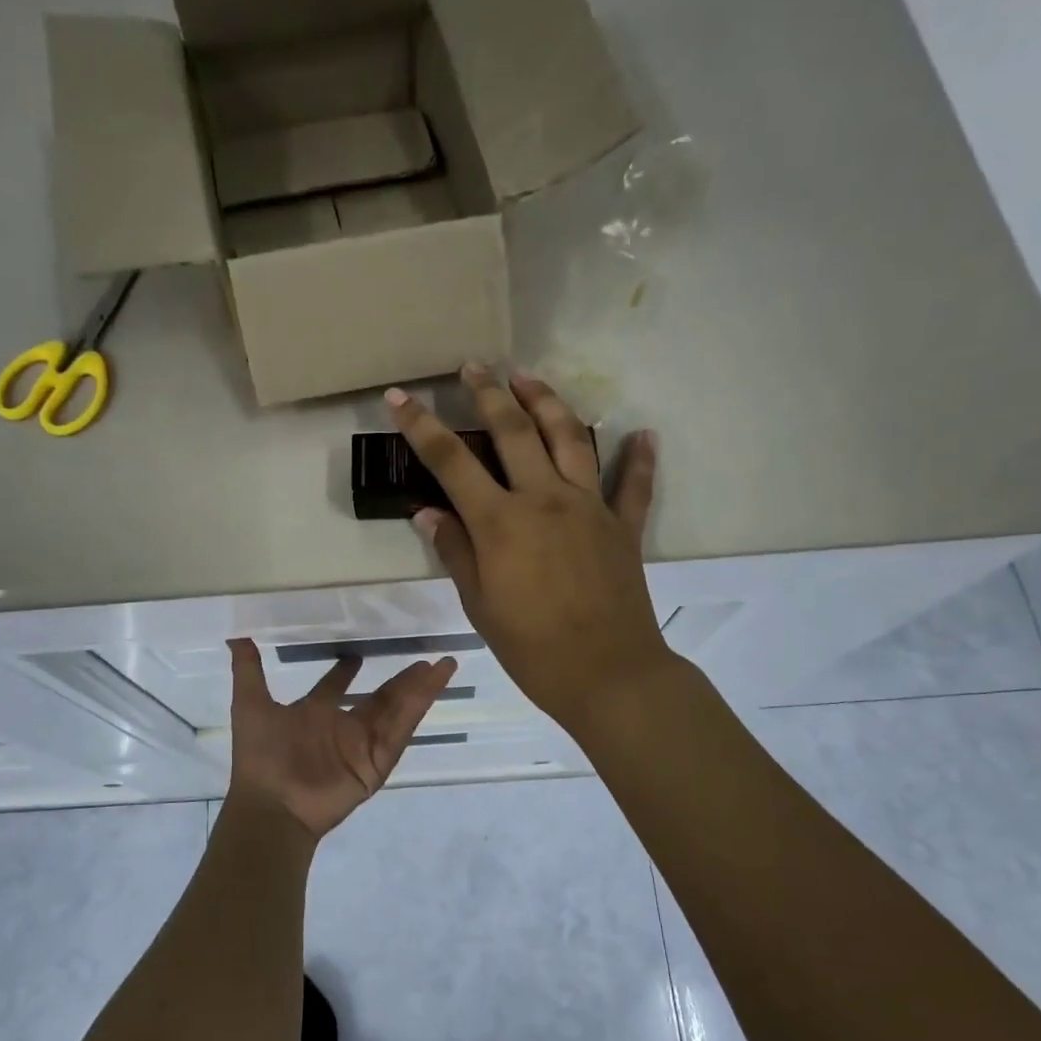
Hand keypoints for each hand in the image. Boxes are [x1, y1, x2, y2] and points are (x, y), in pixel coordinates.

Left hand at [225, 638, 456, 840]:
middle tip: (423, 657)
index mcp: (314, 713)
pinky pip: (400, 732)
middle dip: (401, 679)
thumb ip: (248, 670)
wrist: (272, 803)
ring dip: (420, 689)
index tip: (356, 654)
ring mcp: (362, 746)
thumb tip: (235, 634)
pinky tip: (432, 687)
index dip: (345, 671)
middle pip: (379, 698)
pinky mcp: (376, 763)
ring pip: (397, 711)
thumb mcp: (250, 705)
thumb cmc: (261, 755)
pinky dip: (417, 709)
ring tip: (442, 665)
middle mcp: (342, 728)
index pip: (335, 688)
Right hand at [385, 364, 672, 727]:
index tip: (398, 396)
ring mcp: (590, 507)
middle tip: (473, 365)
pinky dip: (638, 458)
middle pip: (513, 431)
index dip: (420, 425)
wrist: (608, 675)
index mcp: (501, 521)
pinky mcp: (623, 526)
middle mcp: (545, 499)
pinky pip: (634, 484)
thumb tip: (427, 513)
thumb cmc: (532, 648)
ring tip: (528, 377)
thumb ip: (455, 551)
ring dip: (547, 401)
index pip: (451, 461)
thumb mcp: (479, 605)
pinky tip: (642, 433)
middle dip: (489, 393)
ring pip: (570, 437)